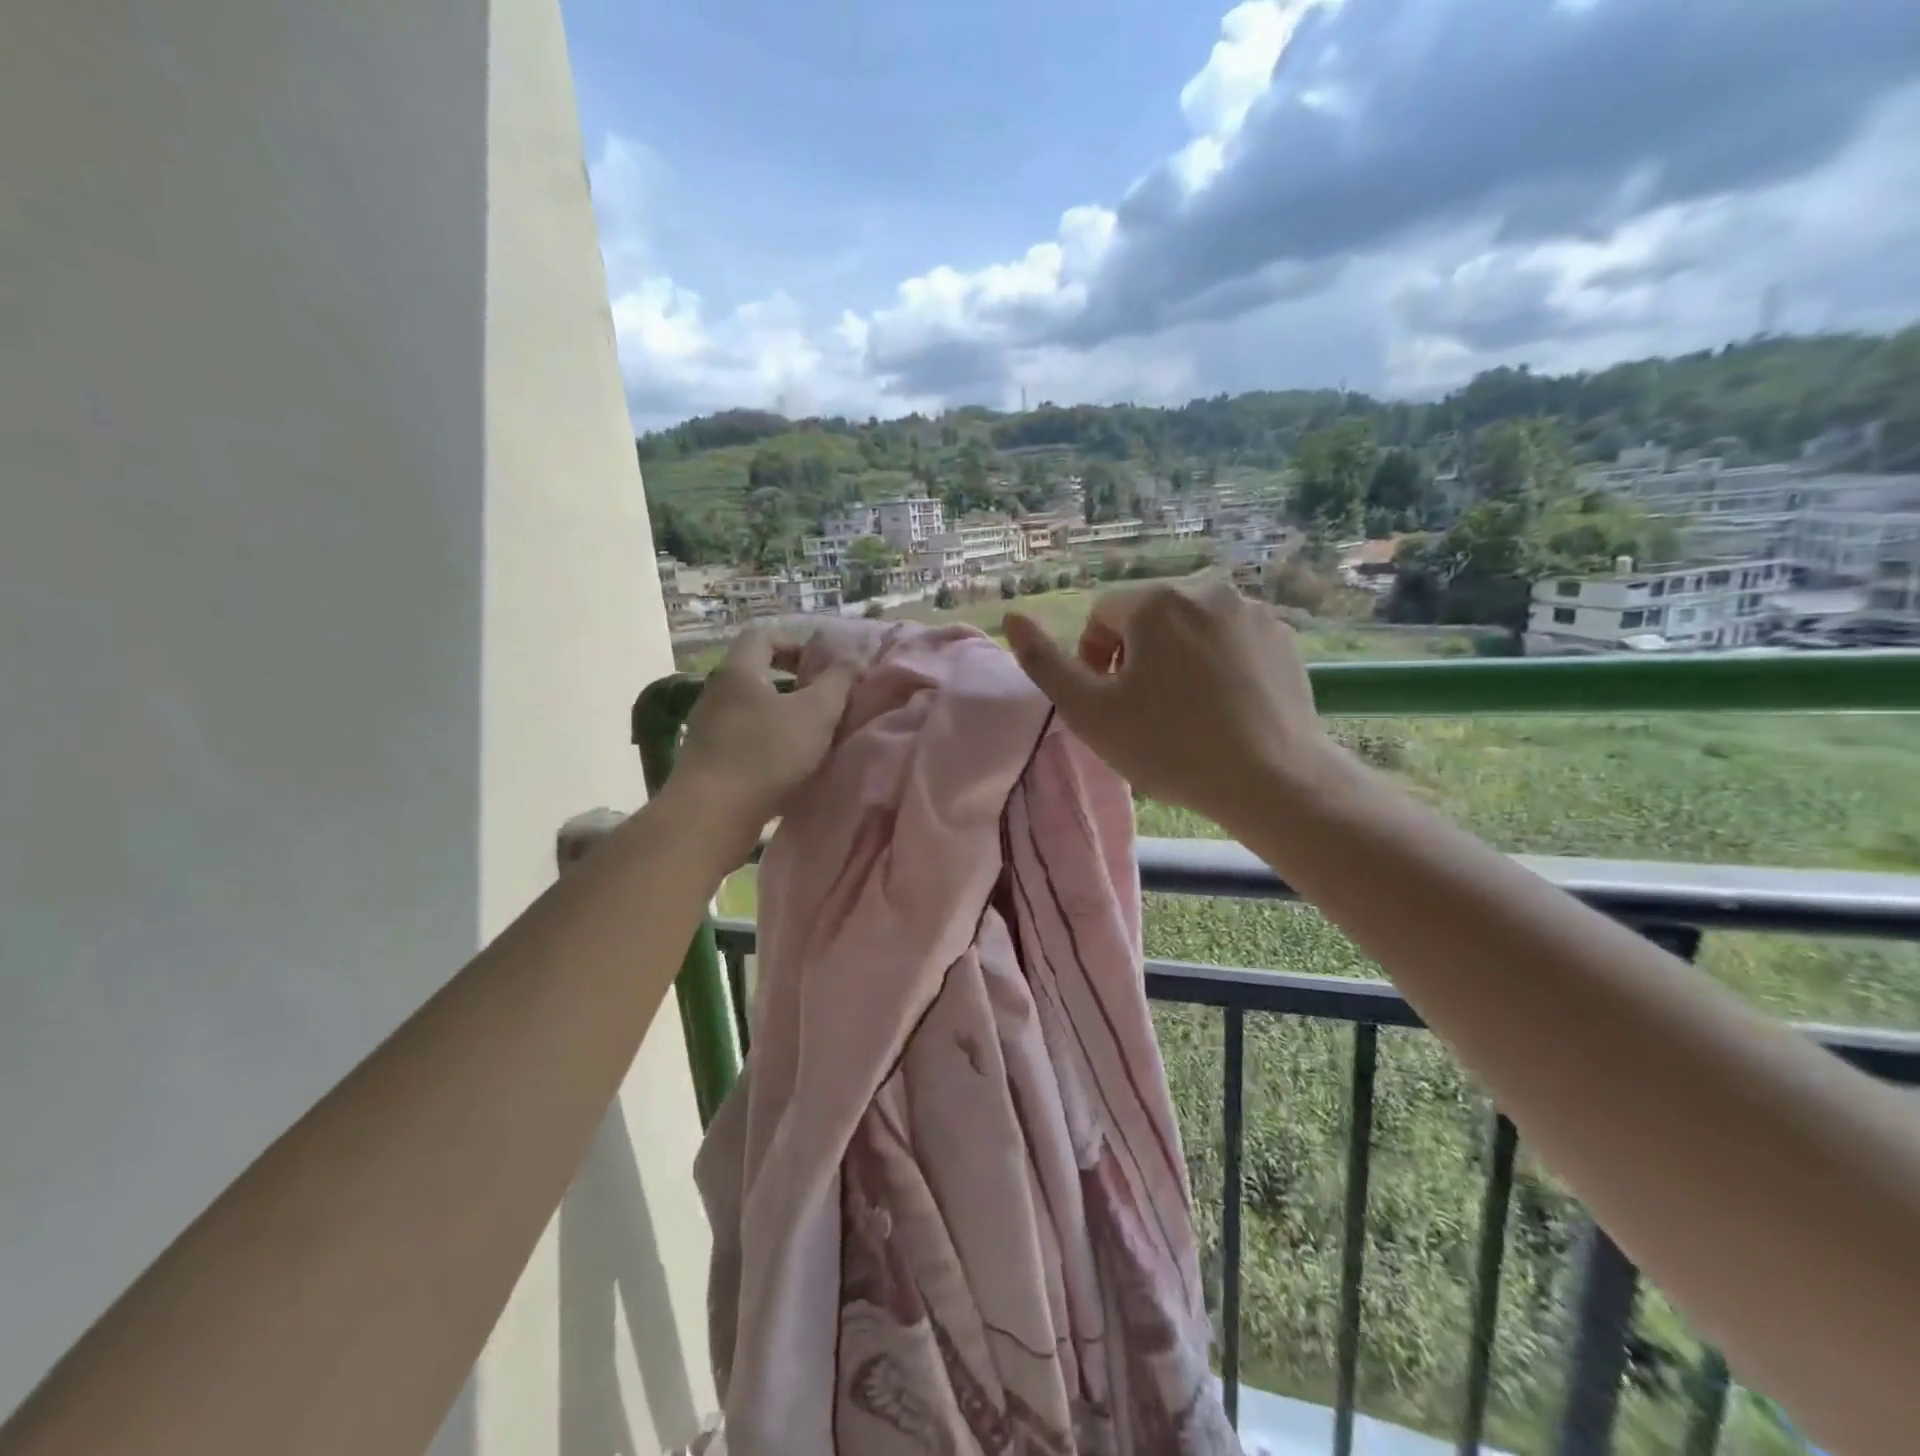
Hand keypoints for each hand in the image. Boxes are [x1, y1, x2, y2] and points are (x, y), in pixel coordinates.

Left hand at [669, 628, 855, 864]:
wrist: (712, 814)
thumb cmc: (767, 753)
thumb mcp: (816, 712)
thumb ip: (838, 681)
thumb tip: (853, 658)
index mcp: (738, 671)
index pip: (762, 636)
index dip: (795, 645)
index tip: (820, 669)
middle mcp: (716, 693)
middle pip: (756, 675)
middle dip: (793, 686)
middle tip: (823, 705)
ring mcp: (707, 728)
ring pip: (750, 711)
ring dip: (781, 719)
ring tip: (811, 740)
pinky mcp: (707, 761)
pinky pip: (742, 740)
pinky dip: (767, 746)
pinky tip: (788, 769)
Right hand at [1002, 577, 1331, 830]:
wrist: (1271, 780)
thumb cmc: (1169, 747)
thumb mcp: (1089, 712)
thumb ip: (1044, 663)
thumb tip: (1012, 617)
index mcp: (1156, 602)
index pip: (1102, 614)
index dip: (1093, 657)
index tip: (1107, 701)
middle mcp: (1206, 590)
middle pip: (1147, 617)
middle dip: (1135, 657)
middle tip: (1142, 710)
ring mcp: (1252, 612)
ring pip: (1190, 628)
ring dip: (1175, 658)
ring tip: (1184, 710)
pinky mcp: (1283, 636)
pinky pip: (1230, 640)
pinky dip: (1216, 663)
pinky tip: (1223, 706)